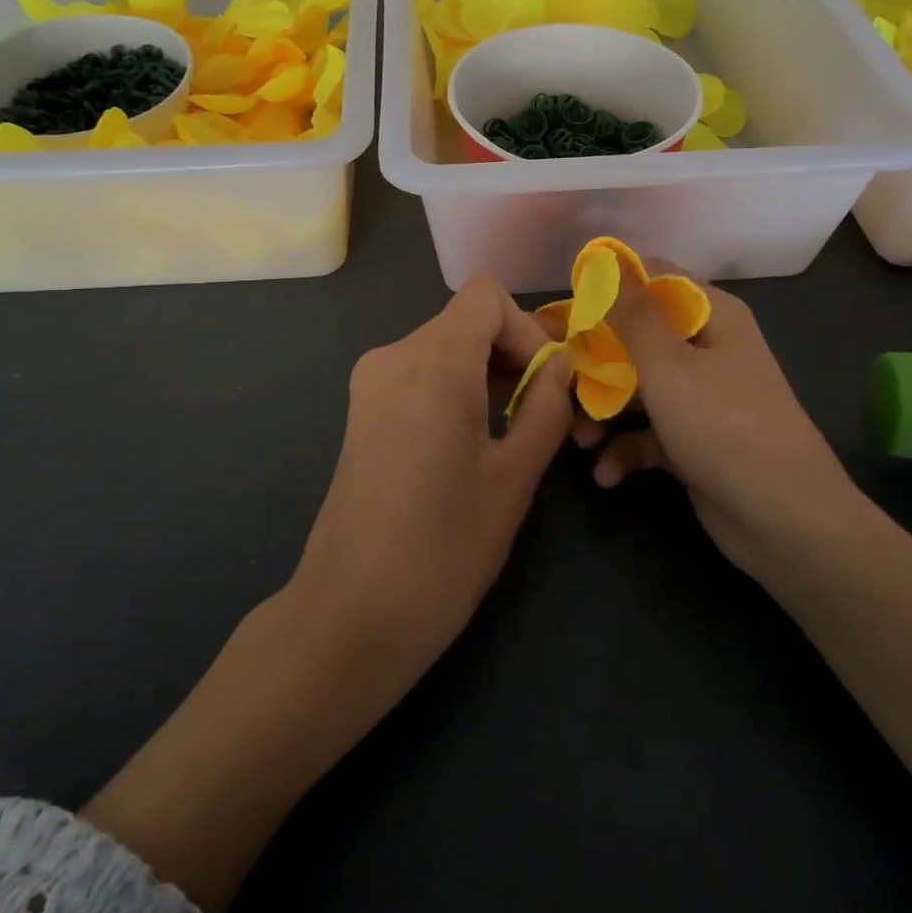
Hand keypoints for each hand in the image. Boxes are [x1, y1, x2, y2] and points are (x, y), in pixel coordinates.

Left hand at [291, 274, 575, 692]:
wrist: (349, 615)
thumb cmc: (443, 549)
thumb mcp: (513, 478)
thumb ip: (546, 408)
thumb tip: (562, 367)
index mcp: (432, 363)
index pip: (485, 297)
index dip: (526, 329)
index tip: (547, 383)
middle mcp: (393, 357)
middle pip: (465, 321)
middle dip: (513, 353)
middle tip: (547, 414)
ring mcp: (370, 384)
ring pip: (444, 348)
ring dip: (487, 374)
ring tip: (516, 433)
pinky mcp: (362, 412)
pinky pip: (420, 375)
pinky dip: (456, 389)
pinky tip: (472, 443)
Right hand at [575, 262, 861, 584]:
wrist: (785, 521)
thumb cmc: (724, 426)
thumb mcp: (668, 365)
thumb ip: (631, 314)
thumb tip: (607, 259)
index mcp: (712, 316)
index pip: (654, 280)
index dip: (610, 290)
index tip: (569, 312)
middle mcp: (707, 349)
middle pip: (637, 339)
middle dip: (596, 363)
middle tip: (559, 383)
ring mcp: (700, 397)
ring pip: (637, 388)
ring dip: (604, 413)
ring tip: (579, 441)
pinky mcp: (693, 440)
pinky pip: (649, 433)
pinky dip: (626, 450)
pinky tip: (607, 474)